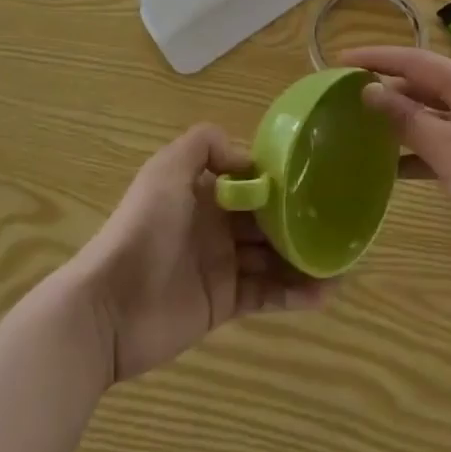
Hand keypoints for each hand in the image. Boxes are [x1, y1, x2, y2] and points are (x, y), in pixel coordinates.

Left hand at [71, 124, 329, 383]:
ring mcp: (222, 264)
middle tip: (341, 220)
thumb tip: (248, 159)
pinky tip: (323, 292)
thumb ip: (203, 145)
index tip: (316, 177)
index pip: (252, 180)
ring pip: (273, 256)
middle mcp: (217, 224)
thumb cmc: (143, 229)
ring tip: (342, 261)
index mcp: (205, 190)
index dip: (281, 179)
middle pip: (267, 218)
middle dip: (300, 219)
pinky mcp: (225, 303)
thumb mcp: (167, 169)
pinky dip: (294, 293)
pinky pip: (266, 294)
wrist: (109, 306)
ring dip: (305, 257)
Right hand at [349, 46, 450, 270]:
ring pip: (427, 115)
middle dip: (384, 87)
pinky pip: (436, 144)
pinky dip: (413, 152)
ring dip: (396, 120)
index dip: (377, 58)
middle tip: (344, 93)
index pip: (415, 61)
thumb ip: (408, 119)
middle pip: (420, 85)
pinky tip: (386, 168)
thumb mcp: (449, 149)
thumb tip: (370, 91)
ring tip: (357, 124)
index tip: (341, 60)